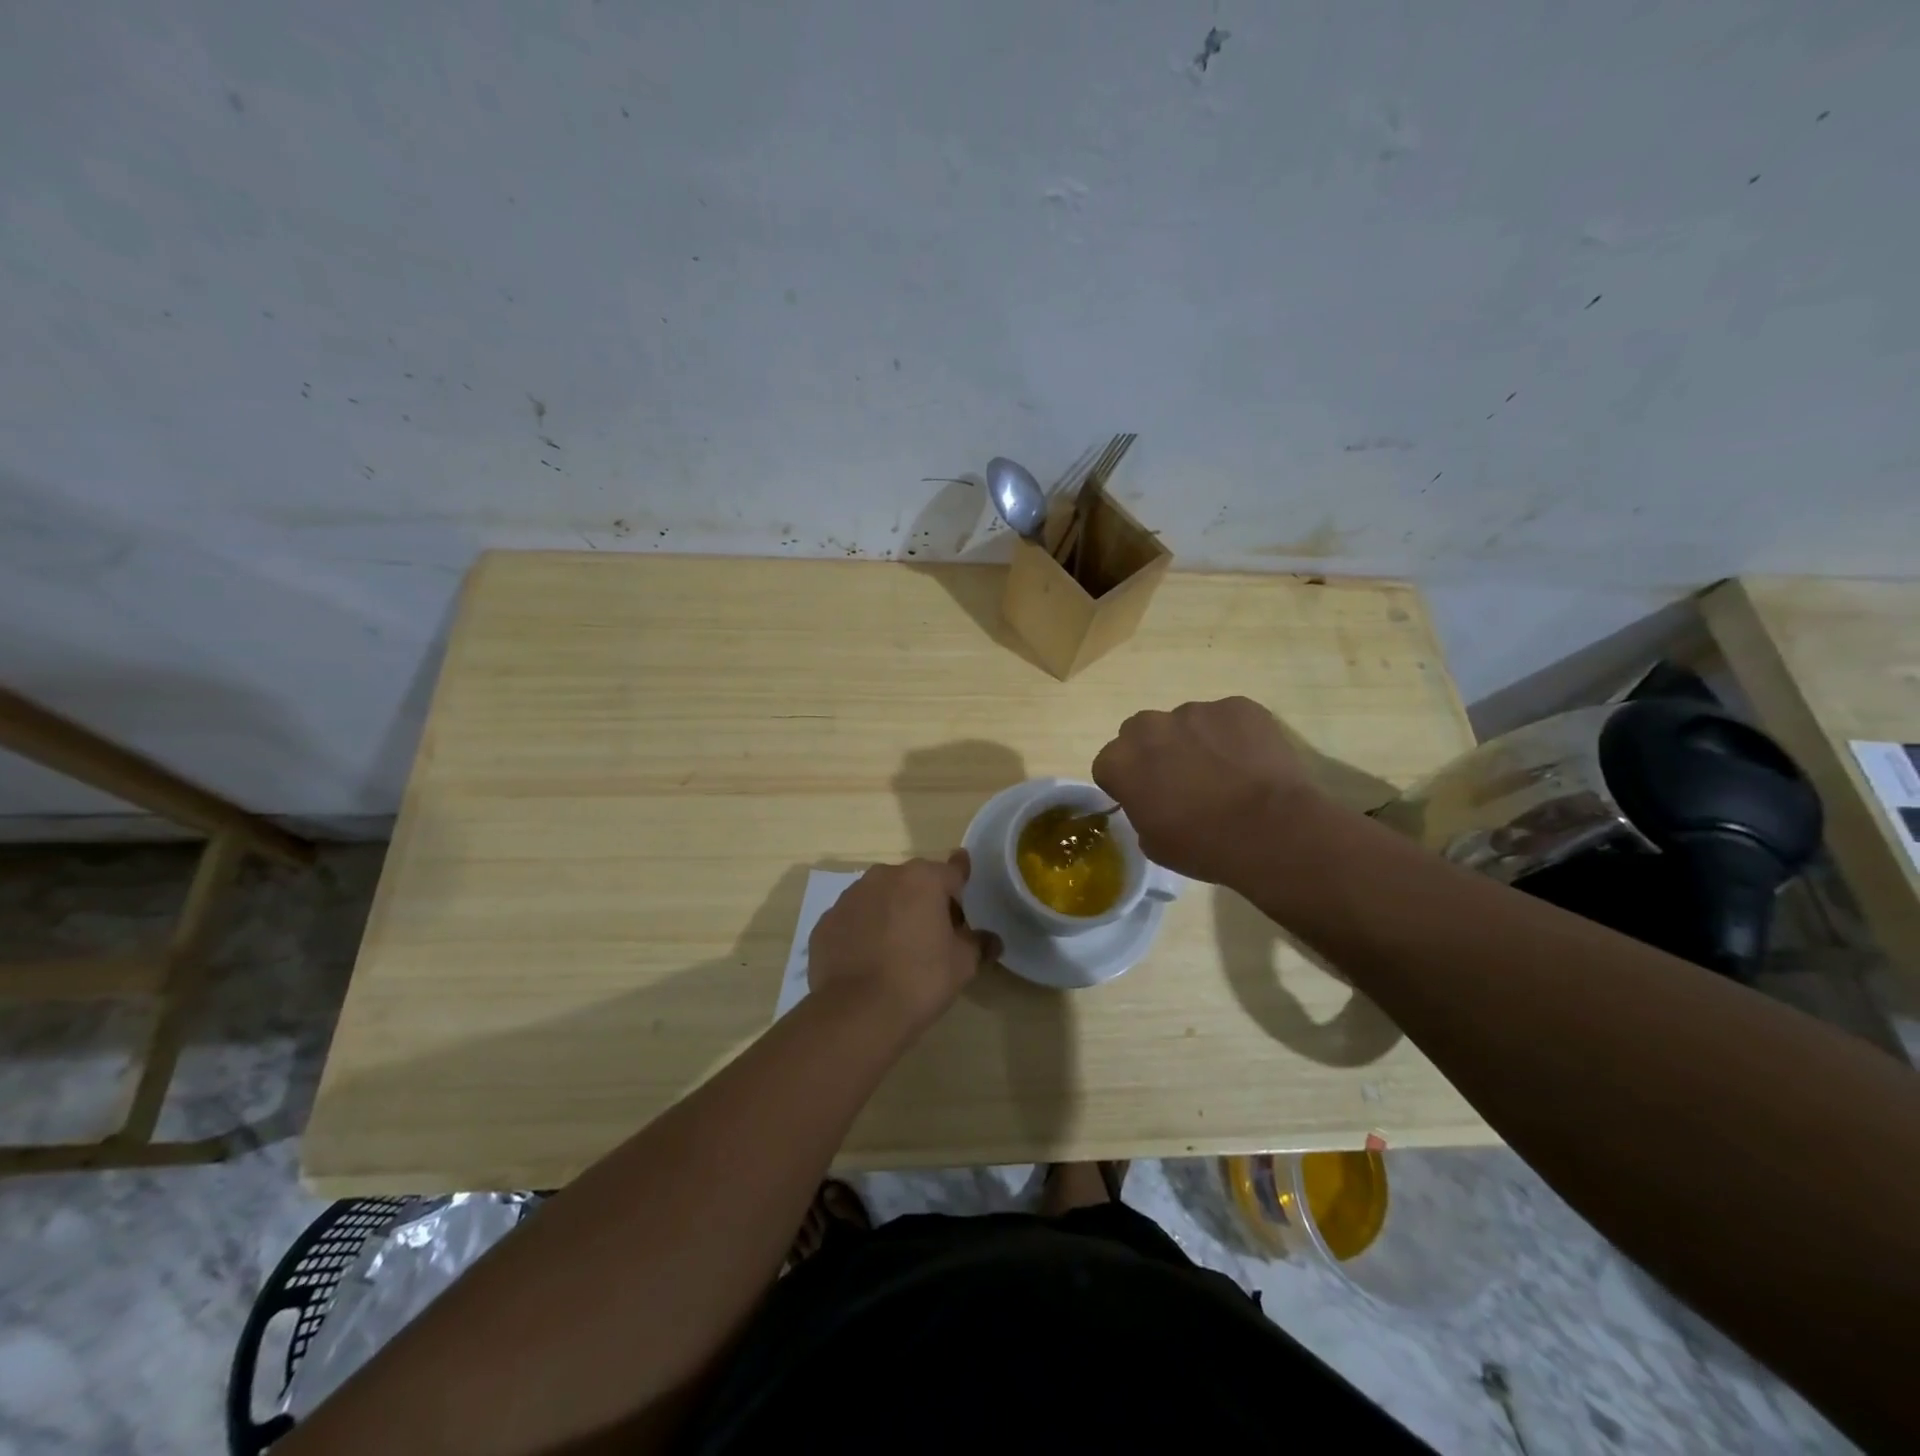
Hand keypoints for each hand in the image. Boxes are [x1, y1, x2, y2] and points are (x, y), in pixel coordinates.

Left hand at [807, 852, 996, 1035]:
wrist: (856, 1012)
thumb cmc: (920, 980)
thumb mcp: (963, 964)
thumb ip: (978, 943)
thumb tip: (992, 940)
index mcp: (922, 878)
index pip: (953, 871)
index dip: (962, 886)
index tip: (965, 897)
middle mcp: (884, 876)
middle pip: (914, 882)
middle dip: (925, 901)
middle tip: (935, 935)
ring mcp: (850, 897)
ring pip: (881, 897)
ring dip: (892, 912)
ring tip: (898, 949)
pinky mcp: (826, 921)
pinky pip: (855, 919)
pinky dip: (864, 931)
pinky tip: (869, 960)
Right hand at [1092, 697, 1324, 885]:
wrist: (1274, 831)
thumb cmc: (1205, 846)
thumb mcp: (1154, 844)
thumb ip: (1141, 811)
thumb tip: (1154, 801)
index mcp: (1121, 761)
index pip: (1108, 764)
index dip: (1126, 782)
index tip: (1146, 799)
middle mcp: (1150, 727)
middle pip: (1141, 733)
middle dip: (1155, 751)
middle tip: (1182, 781)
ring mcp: (1195, 711)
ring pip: (1185, 723)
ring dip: (1195, 742)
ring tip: (1225, 772)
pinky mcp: (1237, 706)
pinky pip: (1226, 718)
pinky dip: (1233, 735)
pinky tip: (1251, 763)